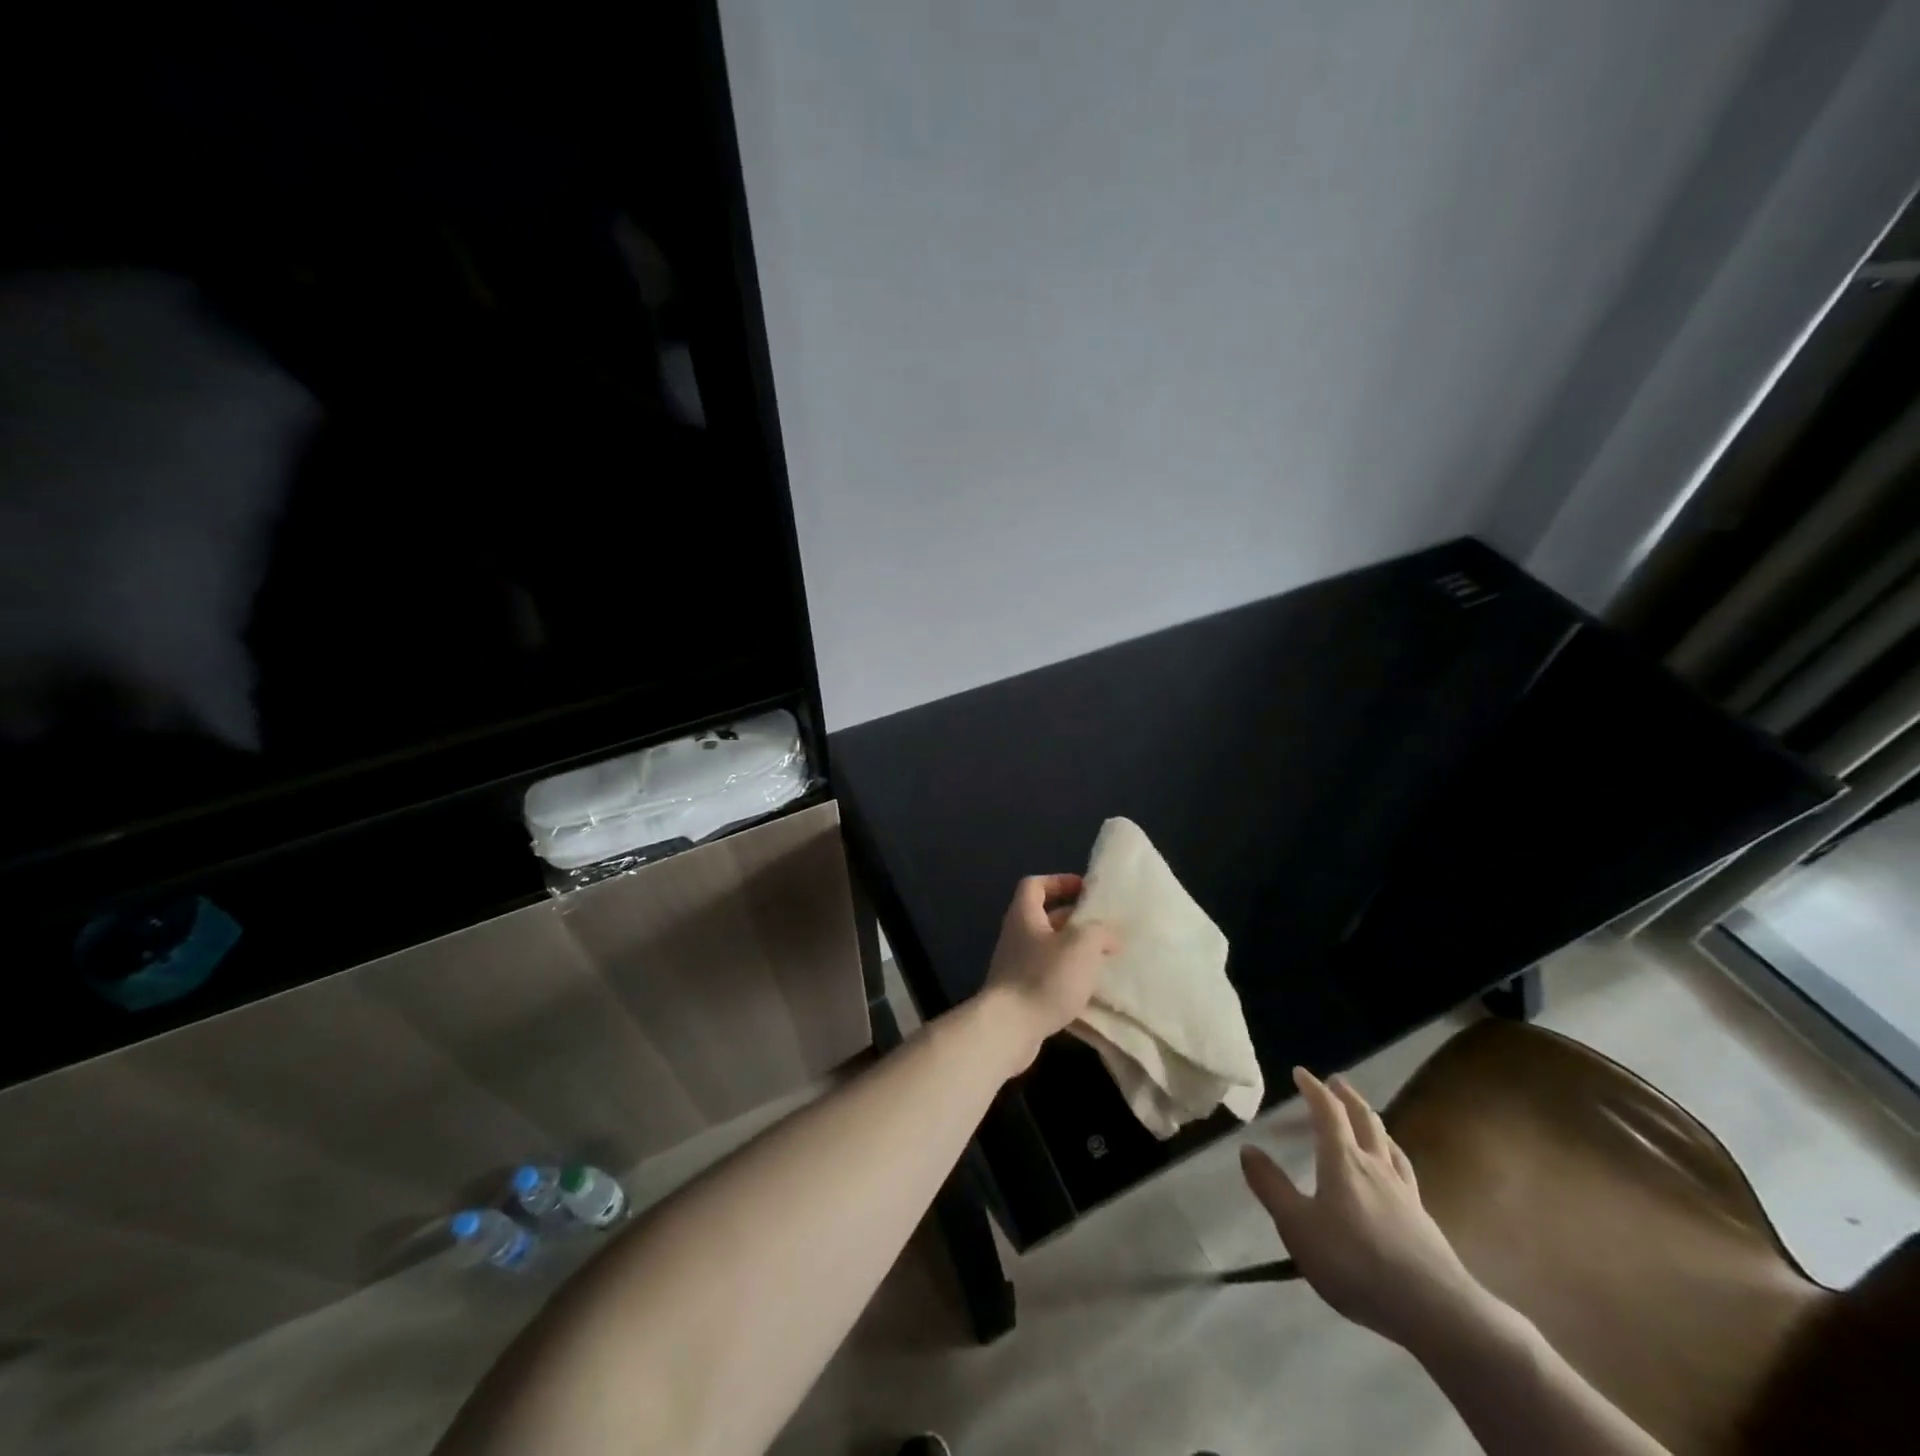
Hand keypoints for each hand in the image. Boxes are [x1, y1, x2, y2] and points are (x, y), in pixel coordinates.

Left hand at [980, 874, 1118, 1072]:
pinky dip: (1068, 979)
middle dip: (1075, 921)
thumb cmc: (1044, 977)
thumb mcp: (1081, 945)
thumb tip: (1110, 935)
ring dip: (1075, 952)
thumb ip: (1100, 932)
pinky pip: (1048, 977)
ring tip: (1104, 960)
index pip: (1035, 885)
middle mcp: (1017, 936)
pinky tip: (1090, 991)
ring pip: (1050, 950)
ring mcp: (1016, 967)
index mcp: (1025, 915)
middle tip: (1105, 928)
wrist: (1009, 1029)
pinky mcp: (1021, 995)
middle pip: (1045, 918)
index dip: (1059, 881)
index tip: (1085, 890)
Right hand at [1240, 1067, 1482, 1350]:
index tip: (1301, 1073)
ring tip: (1367, 1119)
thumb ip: (1271, 1187)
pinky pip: (1404, 1173)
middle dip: (1347, 1097)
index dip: (1314, 1089)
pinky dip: (1392, 1157)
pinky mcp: (1423, 1221)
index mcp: (1342, 1160)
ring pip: (1389, 1144)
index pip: (1328, 1112)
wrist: (1433, 1310)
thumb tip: (1247, 1149)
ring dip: (1374, 1124)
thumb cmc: (1354, 1261)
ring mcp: (1405, 1193)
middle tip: (1336, 1082)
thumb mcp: (1298, 1226)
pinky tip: (1394, 1172)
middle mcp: (1375, 1166)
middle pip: (1365, 1120)